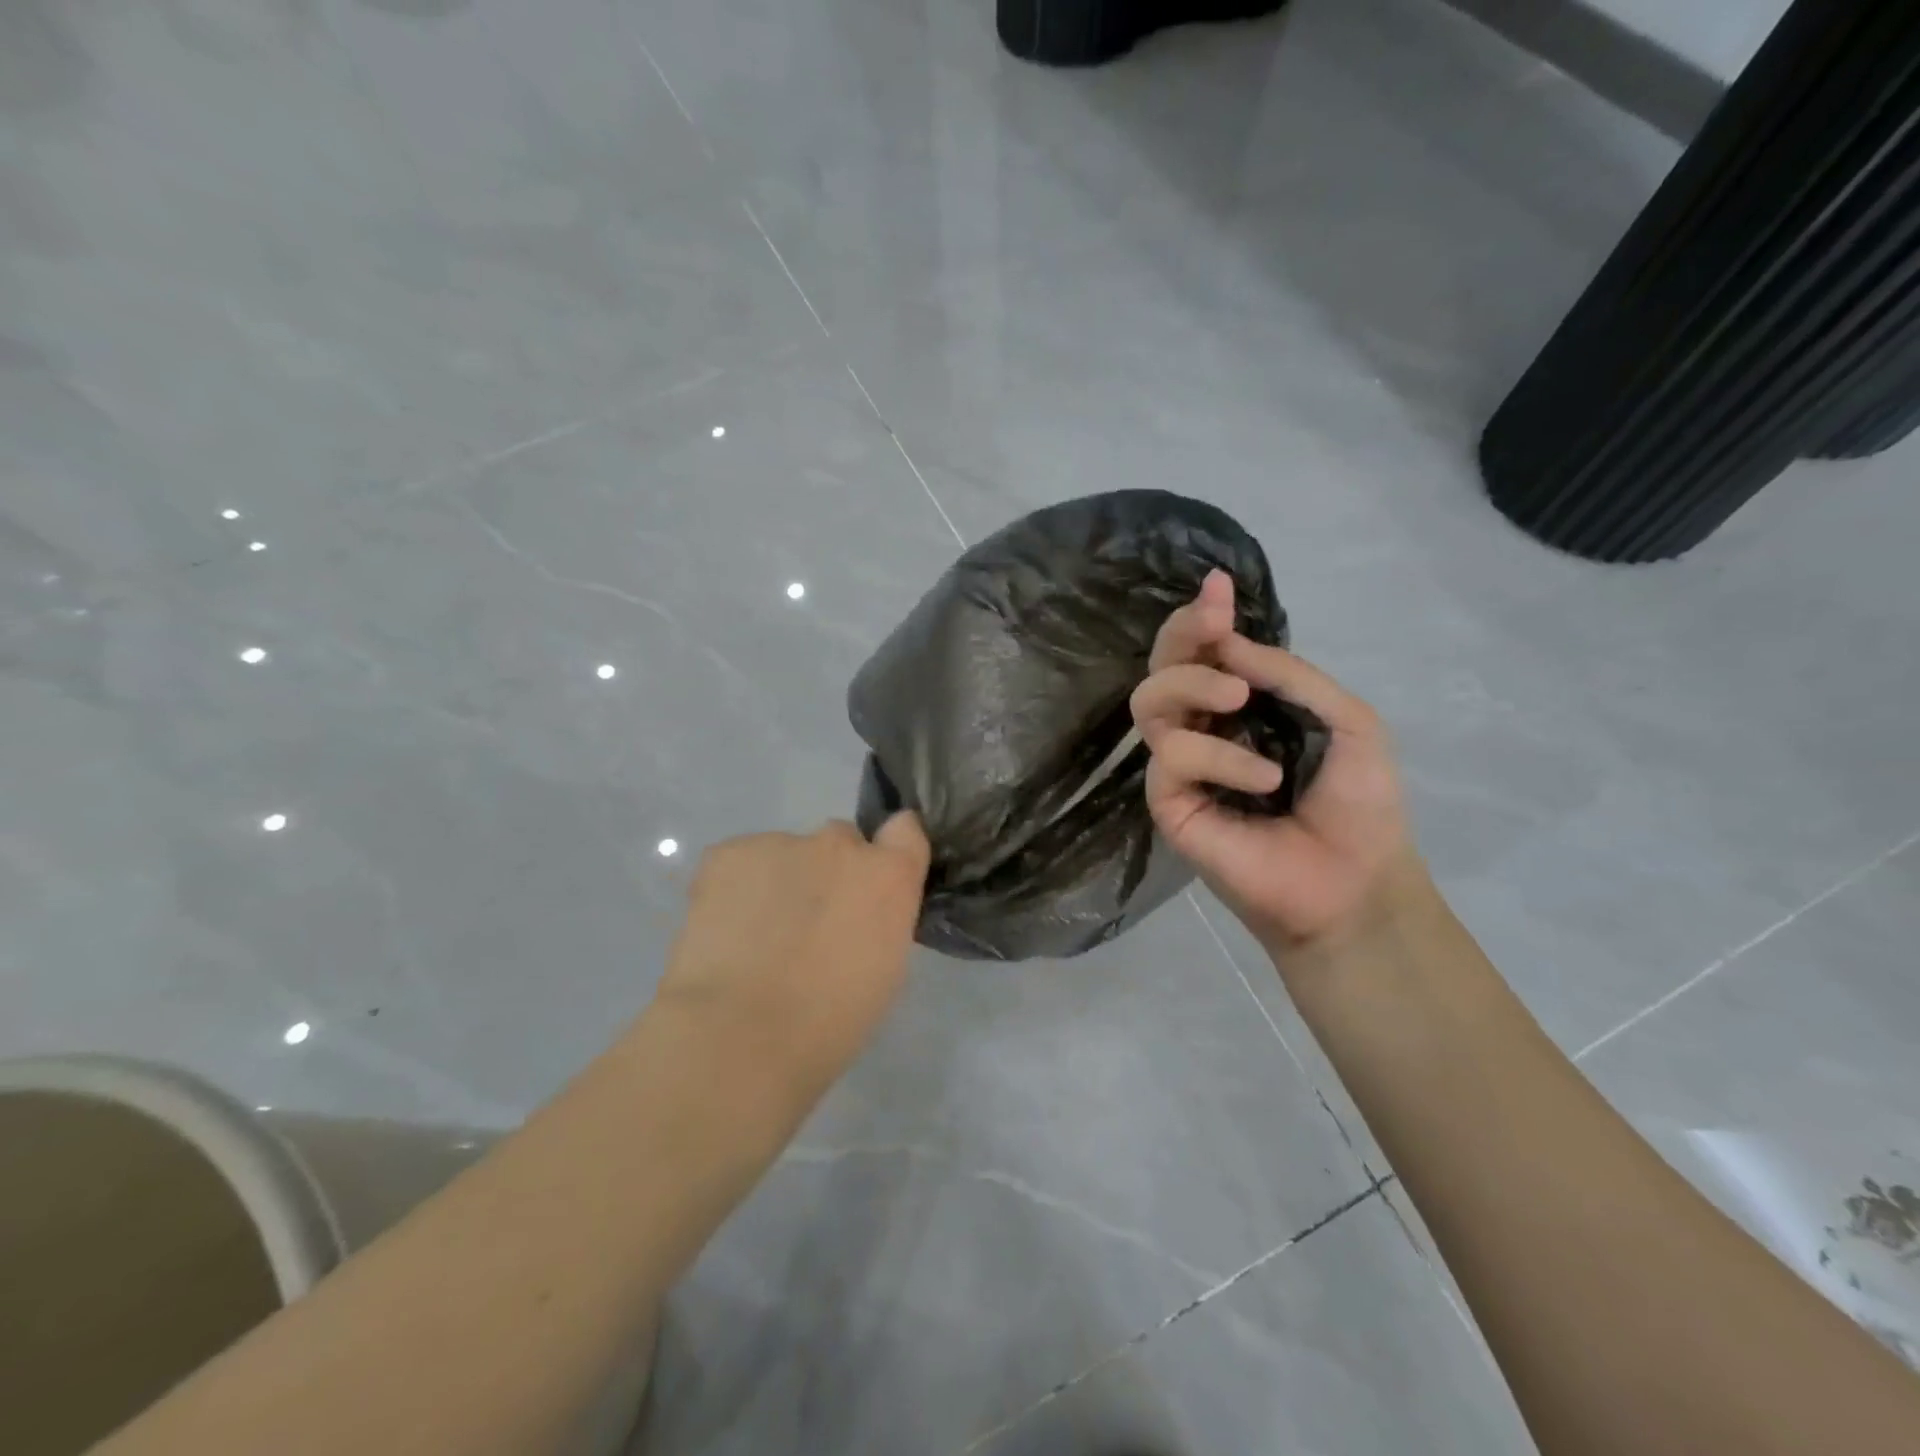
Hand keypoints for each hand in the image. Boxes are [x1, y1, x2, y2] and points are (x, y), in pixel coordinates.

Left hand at [656, 816, 930, 1072]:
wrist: (738, 1034)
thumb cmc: (828, 1022)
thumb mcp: (883, 970)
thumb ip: (878, 920)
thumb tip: (857, 914)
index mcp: (888, 875)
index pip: (905, 830)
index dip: (889, 851)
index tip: (874, 882)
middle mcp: (839, 844)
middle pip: (840, 842)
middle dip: (830, 874)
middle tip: (808, 925)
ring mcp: (780, 843)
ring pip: (785, 855)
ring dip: (780, 883)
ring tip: (754, 938)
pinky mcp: (727, 854)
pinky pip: (739, 864)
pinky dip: (735, 889)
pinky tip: (723, 932)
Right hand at [1131, 570, 1417, 954]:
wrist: (1354, 882)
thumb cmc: (1360, 804)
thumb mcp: (1347, 721)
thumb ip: (1289, 677)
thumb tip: (1228, 644)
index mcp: (1242, 708)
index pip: (1205, 654)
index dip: (1202, 618)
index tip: (1216, 587)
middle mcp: (1203, 729)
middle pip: (1163, 668)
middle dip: (1181, 636)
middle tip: (1212, 623)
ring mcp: (1181, 766)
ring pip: (1149, 703)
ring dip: (1191, 686)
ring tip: (1238, 700)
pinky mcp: (1168, 802)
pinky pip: (1172, 758)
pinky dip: (1218, 758)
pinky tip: (1263, 781)